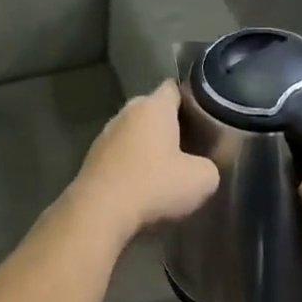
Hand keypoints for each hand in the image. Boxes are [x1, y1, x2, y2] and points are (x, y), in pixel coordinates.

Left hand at [69, 81, 219, 238]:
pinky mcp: (91, 158)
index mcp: (153, 107)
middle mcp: (126, 112)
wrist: (99, 213)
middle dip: (170, 125)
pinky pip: (119, 154)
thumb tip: (202, 167)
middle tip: (190, 146)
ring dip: (147, 146)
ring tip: (165, 169)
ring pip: (134, 133)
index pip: (174, 88)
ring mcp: (105, 134)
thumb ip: (209, 165)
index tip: (204, 117)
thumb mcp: (202, 180)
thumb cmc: (154, 186)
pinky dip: (130, 164)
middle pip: (153, 110)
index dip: (191, 99)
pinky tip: (141, 185)